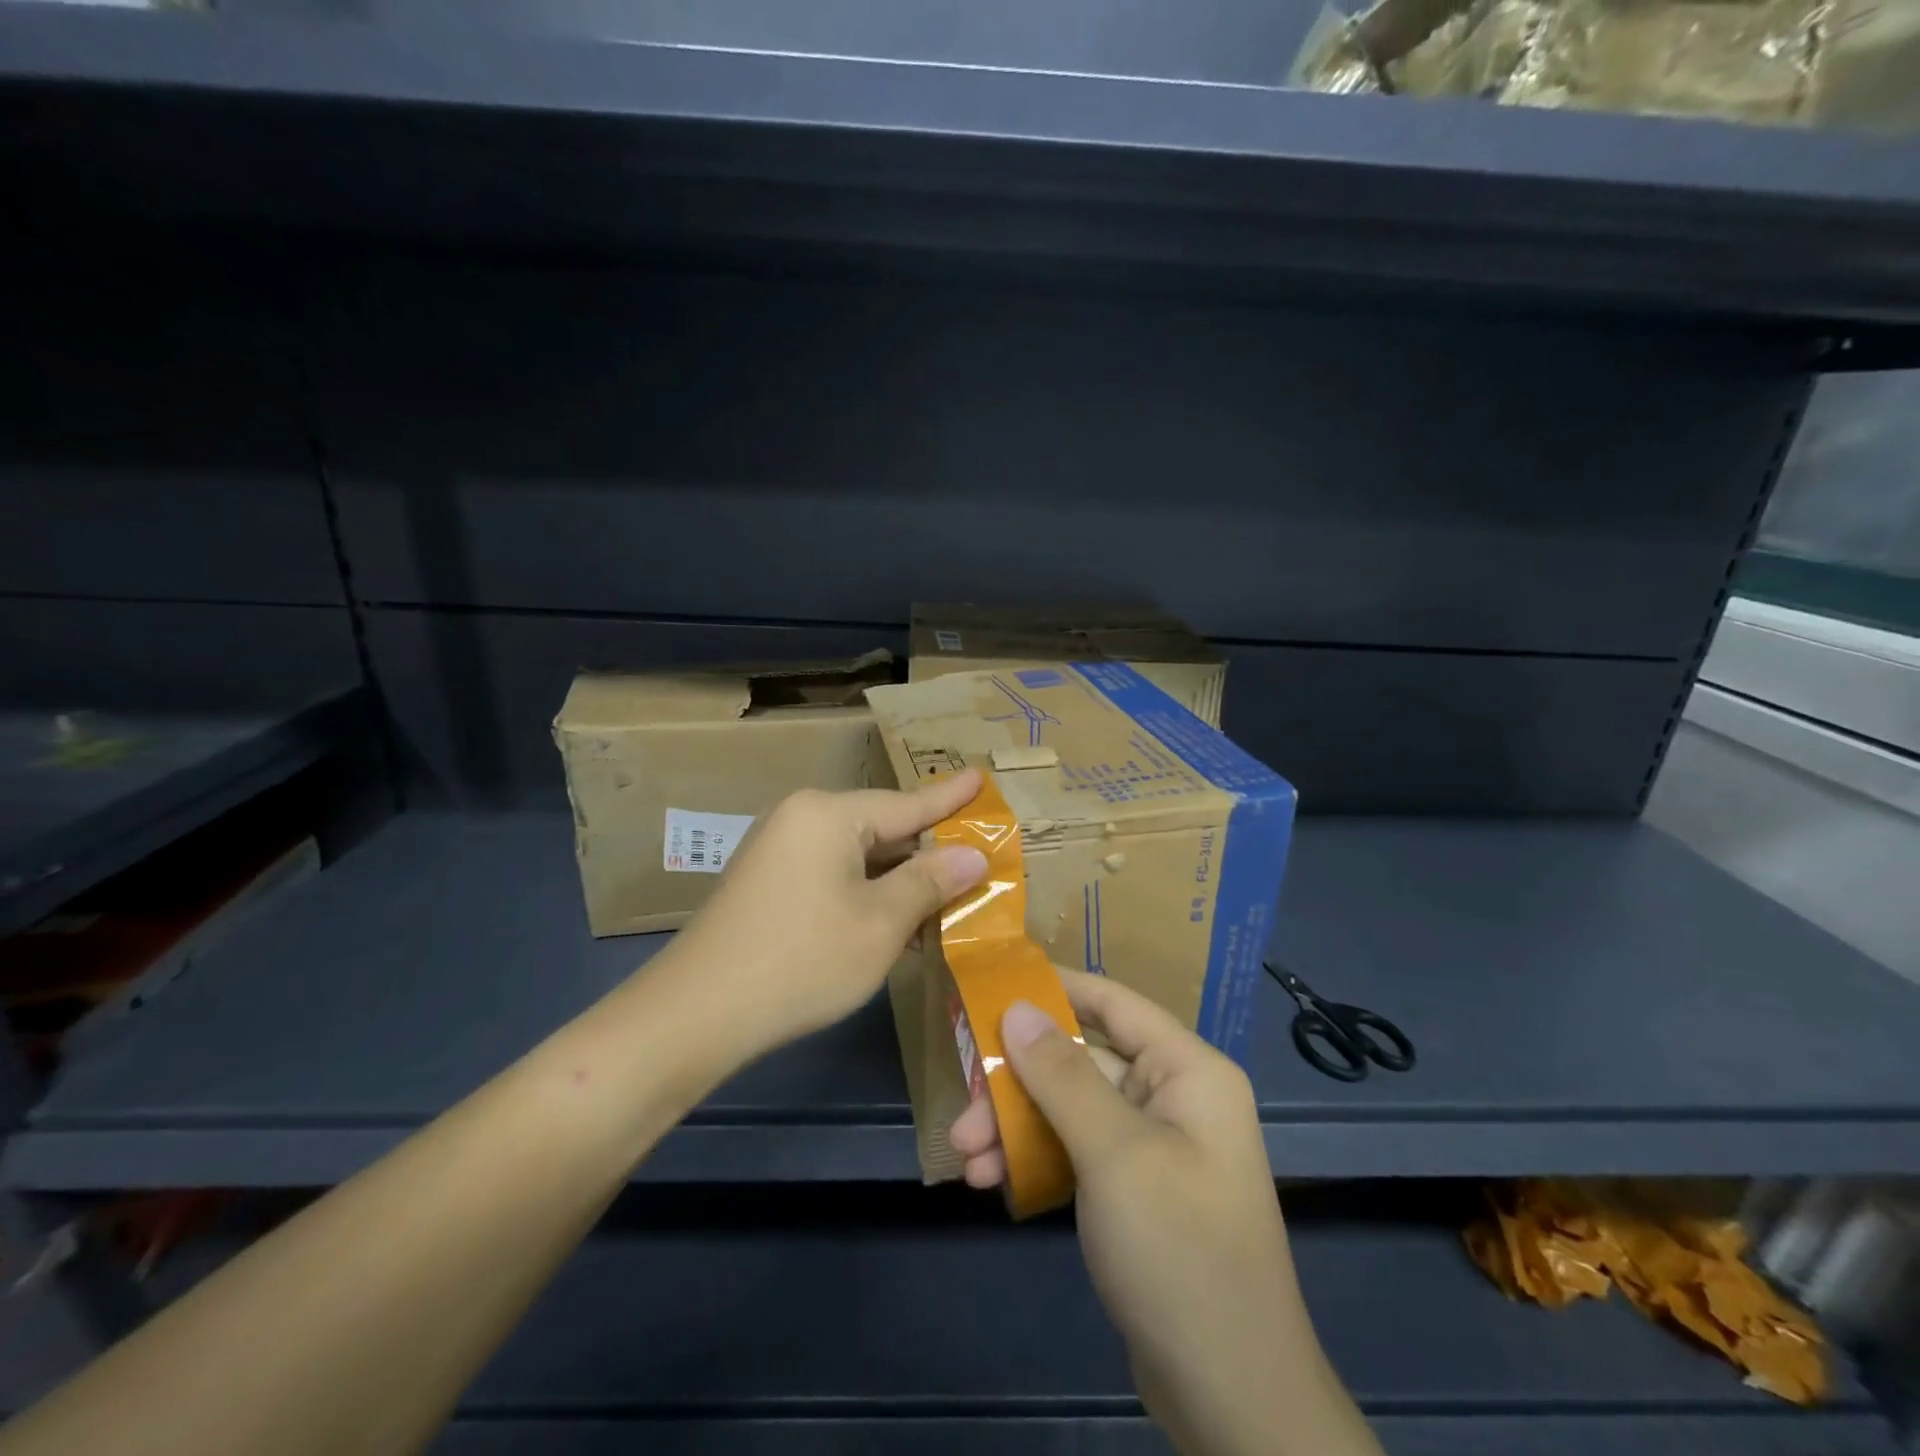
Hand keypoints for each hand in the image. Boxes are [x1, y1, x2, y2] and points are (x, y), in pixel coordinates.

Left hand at [665, 770, 988, 1057]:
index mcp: (829, 814)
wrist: (698, 1013)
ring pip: (858, 855)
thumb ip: (930, 882)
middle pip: (882, 828)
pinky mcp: (769, 882)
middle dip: (928, 849)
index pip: (907, 803)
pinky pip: (833, 874)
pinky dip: (868, 892)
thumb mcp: (881, 923)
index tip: (981, 776)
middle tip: (977, 852)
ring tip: (948, 889)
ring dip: (900, 878)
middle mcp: (802, 818)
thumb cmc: (802, 960)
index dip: (950, 798)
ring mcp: (780, 850)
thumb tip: (973, 855)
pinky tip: (896, 915)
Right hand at [950, 970, 1379, 1455]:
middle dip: (1018, 1081)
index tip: (992, 984)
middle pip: (1082, 1061)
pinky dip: (1035, 1159)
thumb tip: (1018, 1008)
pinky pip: (1076, 1151)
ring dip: (1016, 1125)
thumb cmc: (1180, 1251)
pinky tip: (994, 1181)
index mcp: (1188, 1071)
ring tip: (965, 1157)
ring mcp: (1153, 1146)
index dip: (1054, 987)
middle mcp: (1173, 1097)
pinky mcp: (1134, 1191)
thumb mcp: (1115, 1154)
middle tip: (963, 1107)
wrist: (1232, 1401)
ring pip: (1071, 1109)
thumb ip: (1062, 1075)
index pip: (1113, 1002)